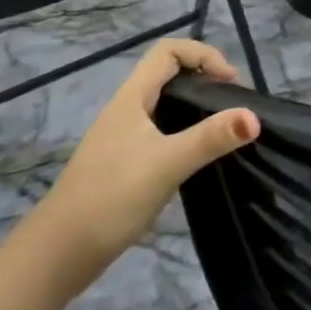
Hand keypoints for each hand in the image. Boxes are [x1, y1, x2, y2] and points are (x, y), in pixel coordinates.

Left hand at [28, 39, 257, 289]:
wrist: (55, 257)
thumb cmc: (110, 198)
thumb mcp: (166, 164)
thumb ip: (211, 138)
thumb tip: (255, 116)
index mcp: (131, 98)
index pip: (169, 51)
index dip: (203, 55)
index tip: (230, 83)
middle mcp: (126, 110)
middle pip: (169, 74)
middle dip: (205, 79)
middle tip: (233, 105)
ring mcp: (122, 138)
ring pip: (166, 104)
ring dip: (196, 107)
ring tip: (223, 129)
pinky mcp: (123, 164)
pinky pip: (161, 131)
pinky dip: (185, 133)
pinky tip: (197, 158)